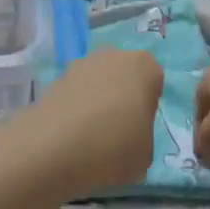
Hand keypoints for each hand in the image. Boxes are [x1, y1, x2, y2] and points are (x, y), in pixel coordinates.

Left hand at [31, 47, 163, 195]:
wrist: (54, 147)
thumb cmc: (113, 147)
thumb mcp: (146, 153)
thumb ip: (143, 136)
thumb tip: (130, 135)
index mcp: (144, 66)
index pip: (155, 82)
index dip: (148, 107)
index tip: (139, 130)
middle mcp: (114, 55)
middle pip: (124, 76)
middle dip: (122, 98)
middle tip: (117, 132)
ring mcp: (82, 63)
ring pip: (98, 83)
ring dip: (97, 102)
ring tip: (90, 138)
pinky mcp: (56, 77)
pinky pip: (76, 93)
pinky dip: (76, 109)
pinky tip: (71, 135)